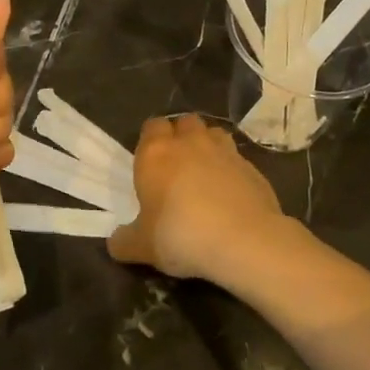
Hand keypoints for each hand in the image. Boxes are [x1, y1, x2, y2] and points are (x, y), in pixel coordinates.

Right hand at [107, 114, 286, 281]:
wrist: (243, 241)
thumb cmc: (180, 235)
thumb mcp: (142, 247)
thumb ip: (125, 241)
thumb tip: (116, 242)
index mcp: (156, 153)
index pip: (151, 126)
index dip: (151, 140)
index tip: (151, 162)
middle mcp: (190, 143)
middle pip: (184, 122)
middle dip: (181, 137)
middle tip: (177, 166)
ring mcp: (225, 152)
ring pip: (214, 133)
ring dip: (208, 146)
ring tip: (205, 173)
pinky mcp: (253, 168)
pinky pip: (237, 160)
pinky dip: (232, 170)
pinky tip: (231, 195)